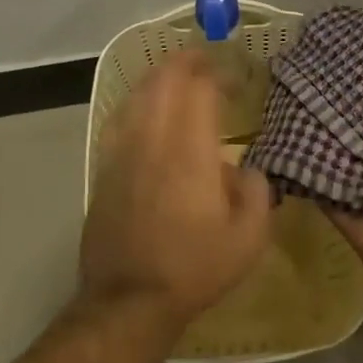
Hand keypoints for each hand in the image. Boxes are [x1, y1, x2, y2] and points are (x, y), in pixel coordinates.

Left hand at [80, 49, 273, 329]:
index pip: (199, 89)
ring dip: (158, 78)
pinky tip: (145, 110)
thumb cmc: (195, 267)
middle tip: (205, 61)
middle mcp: (151, 140)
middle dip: (185, 63)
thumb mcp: (249, 237)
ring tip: (176, 76)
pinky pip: (119, 119)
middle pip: (163, 81)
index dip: (218, 74)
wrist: (129, 300)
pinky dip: (136, 103)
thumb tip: (246, 170)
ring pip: (136, 96)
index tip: (235, 78)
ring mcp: (121, 152)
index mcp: (189, 150)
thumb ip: (257, 191)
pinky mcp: (104, 169)